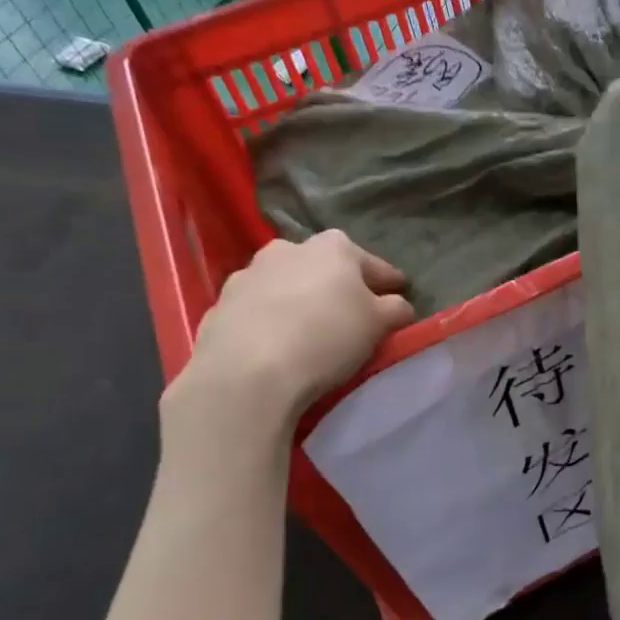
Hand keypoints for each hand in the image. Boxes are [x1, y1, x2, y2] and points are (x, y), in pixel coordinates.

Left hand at [163, 231, 414, 443]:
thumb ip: (395, 309)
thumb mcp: (378, 324)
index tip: (399, 293)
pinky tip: (275, 343)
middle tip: (351, 312)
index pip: (372, 263)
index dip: (388, 280)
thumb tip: (398, 305)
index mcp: (332, 247)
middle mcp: (288, 249)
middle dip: (337, 285)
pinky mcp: (220, 305)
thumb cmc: (326, 337)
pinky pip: (257, 309)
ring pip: (286, 284)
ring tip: (309, 329)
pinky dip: (269, 319)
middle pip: (323, 267)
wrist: (246, 372)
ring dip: (299, 299)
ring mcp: (248, 274)